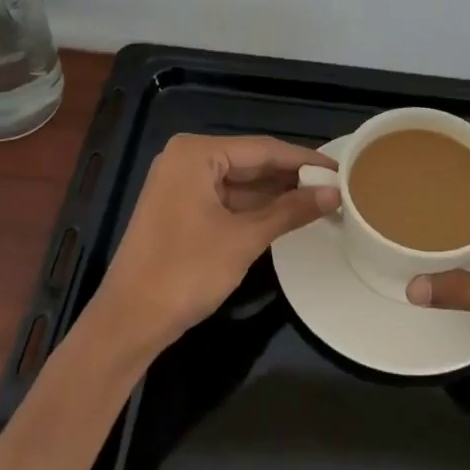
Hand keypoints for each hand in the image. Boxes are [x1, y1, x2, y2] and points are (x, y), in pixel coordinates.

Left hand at [88, 134, 339, 355]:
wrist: (129, 321)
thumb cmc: (186, 272)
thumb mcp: (244, 239)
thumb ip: (290, 210)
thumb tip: (334, 193)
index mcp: (196, 153)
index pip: (263, 149)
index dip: (304, 160)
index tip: (341, 168)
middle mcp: (186, 158)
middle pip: (250, 162)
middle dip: (291, 177)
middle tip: (336, 185)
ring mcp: (180, 183)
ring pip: (239, 182)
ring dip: (275, 193)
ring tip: (321, 199)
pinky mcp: (179, 208)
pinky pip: (225, 198)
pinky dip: (254, 207)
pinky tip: (286, 213)